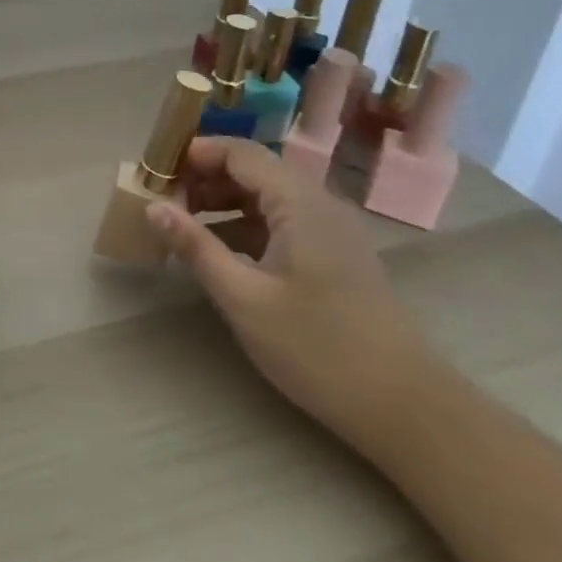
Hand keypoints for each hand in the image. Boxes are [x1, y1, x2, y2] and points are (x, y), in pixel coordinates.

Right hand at [146, 137, 436, 446]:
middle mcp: (318, 203)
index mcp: (300, 202)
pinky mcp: (332, 255)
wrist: (408, 410)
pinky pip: (279, 221)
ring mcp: (329, 230)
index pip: (239, 152)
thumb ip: (196, 247)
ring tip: (180, 225)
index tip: (152, 172)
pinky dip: (243, 225)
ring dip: (220, 202)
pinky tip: (218, 251)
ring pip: (264, 196)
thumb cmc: (320, 349)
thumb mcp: (244, 298)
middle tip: (160, 202)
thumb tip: (152, 207)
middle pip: (251, 170)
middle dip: (202, 179)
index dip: (193, 154)